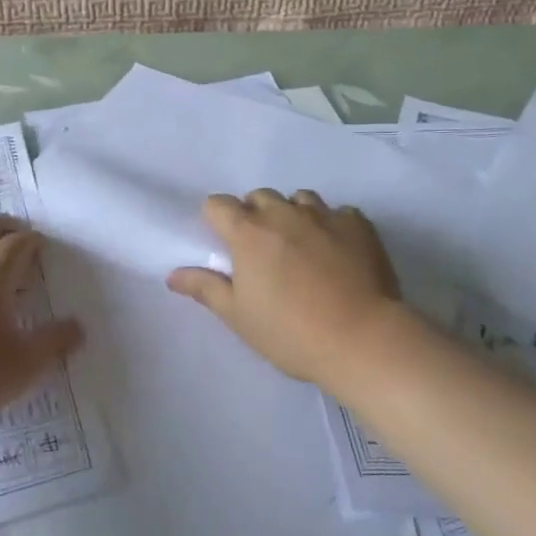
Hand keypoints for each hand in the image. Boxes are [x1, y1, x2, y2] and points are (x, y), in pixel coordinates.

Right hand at [167, 190, 405, 384]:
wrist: (362, 339)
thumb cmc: (291, 332)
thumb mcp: (240, 317)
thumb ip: (206, 288)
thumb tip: (173, 274)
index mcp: (249, 232)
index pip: (219, 204)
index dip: (217, 220)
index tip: (225, 244)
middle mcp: (284, 213)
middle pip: (259, 196)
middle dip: (255, 215)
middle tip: (263, 251)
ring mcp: (324, 214)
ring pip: (300, 199)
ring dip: (293, 214)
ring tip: (301, 246)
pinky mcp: (358, 224)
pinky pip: (338, 212)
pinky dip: (332, 225)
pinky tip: (338, 251)